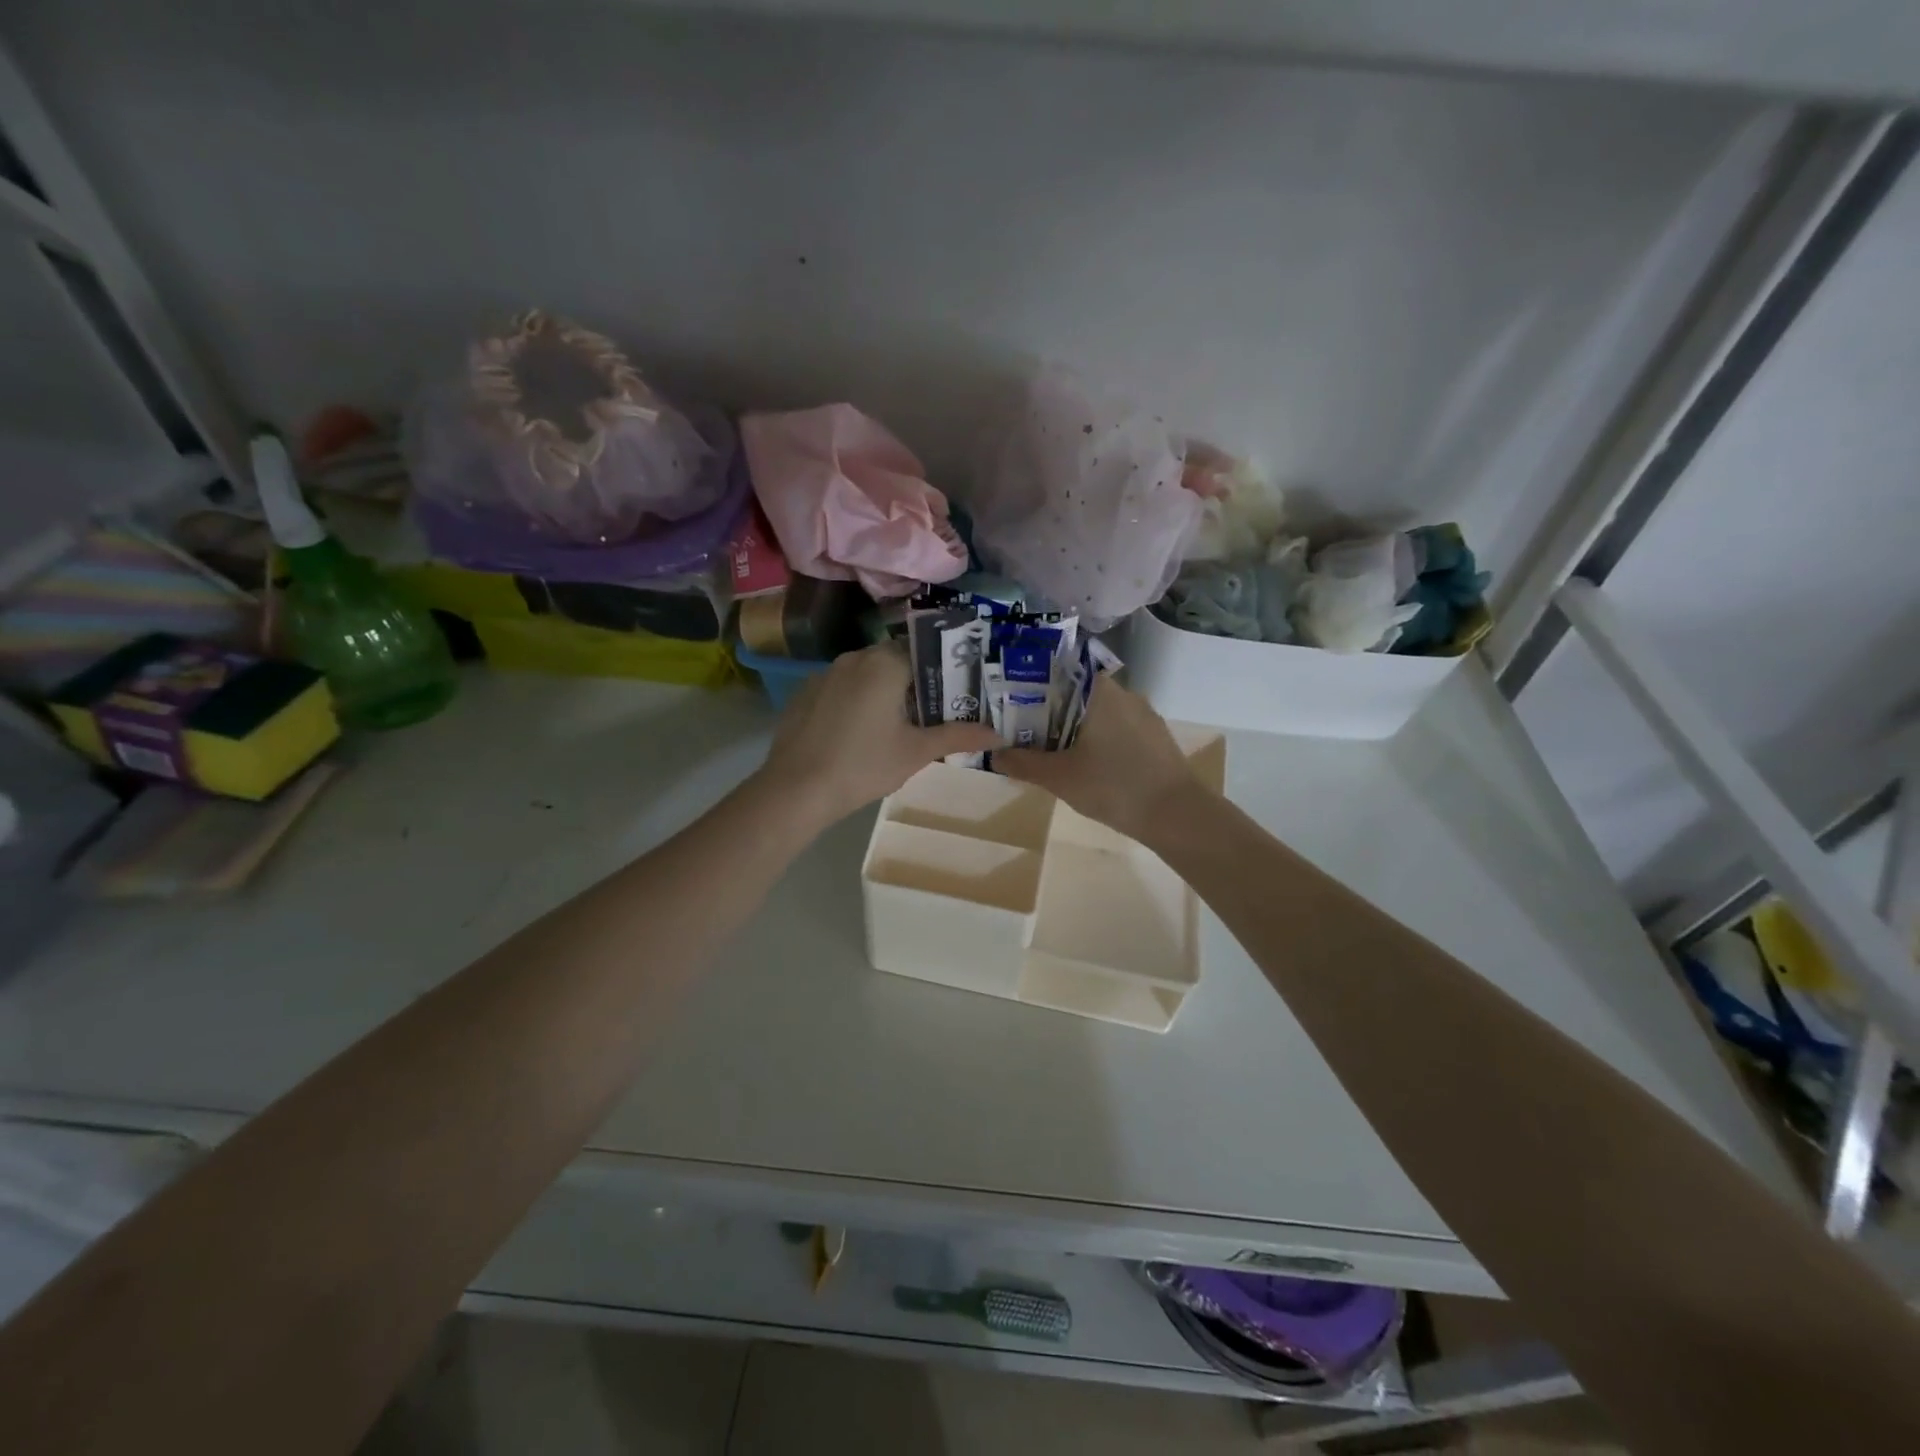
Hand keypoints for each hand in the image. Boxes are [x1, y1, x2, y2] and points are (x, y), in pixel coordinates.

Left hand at [759, 643, 997, 826]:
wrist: (796, 790)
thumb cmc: (864, 765)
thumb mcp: (916, 752)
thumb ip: (958, 736)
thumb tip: (999, 735)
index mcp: (884, 663)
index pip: (924, 651)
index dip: (943, 670)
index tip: (956, 694)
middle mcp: (853, 657)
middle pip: (895, 661)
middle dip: (915, 683)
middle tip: (932, 714)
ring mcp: (824, 674)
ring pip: (866, 674)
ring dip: (885, 692)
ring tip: (898, 726)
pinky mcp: (805, 694)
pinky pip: (841, 688)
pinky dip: (857, 702)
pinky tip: (859, 734)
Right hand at [996, 677, 1205, 842]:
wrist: (1178, 815)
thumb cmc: (1114, 787)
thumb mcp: (1059, 778)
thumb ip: (1023, 763)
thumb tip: (994, 755)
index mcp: (1099, 690)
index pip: (1056, 671)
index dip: (1028, 684)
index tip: (1008, 702)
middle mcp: (1123, 692)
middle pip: (1074, 692)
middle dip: (1046, 711)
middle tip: (1020, 731)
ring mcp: (1143, 714)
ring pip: (1095, 712)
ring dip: (1071, 728)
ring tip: (1047, 750)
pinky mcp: (1154, 737)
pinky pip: (1115, 728)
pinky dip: (1095, 739)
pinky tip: (1084, 763)